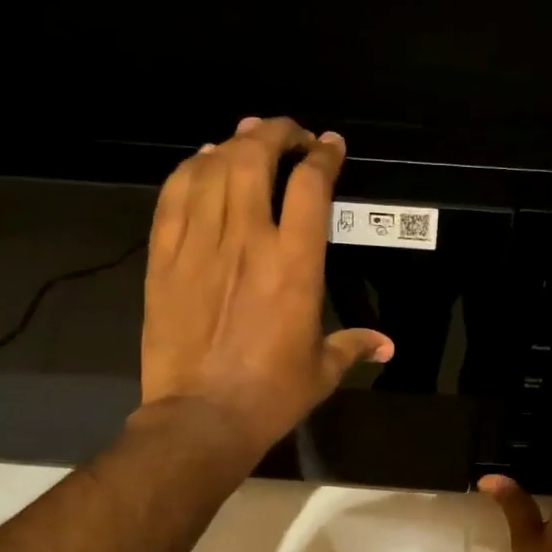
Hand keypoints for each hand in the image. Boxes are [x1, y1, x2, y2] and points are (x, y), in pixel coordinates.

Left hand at [141, 116, 392, 455]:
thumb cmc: (271, 394)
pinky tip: (201, 163)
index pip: (310, 186)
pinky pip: (173, 196)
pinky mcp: (165, 258)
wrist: (201, 417)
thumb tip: (387, 346)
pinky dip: (189, 170)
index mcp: (295, 264)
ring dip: (233, 144)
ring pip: (212, 169)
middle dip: (275, 133)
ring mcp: (200, 245)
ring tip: (246, 138)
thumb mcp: (322, 370)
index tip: (330, 146)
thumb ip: (355, 346)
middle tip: (288, 133)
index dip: (323, 155)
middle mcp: (247, 241)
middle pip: (254, 158)